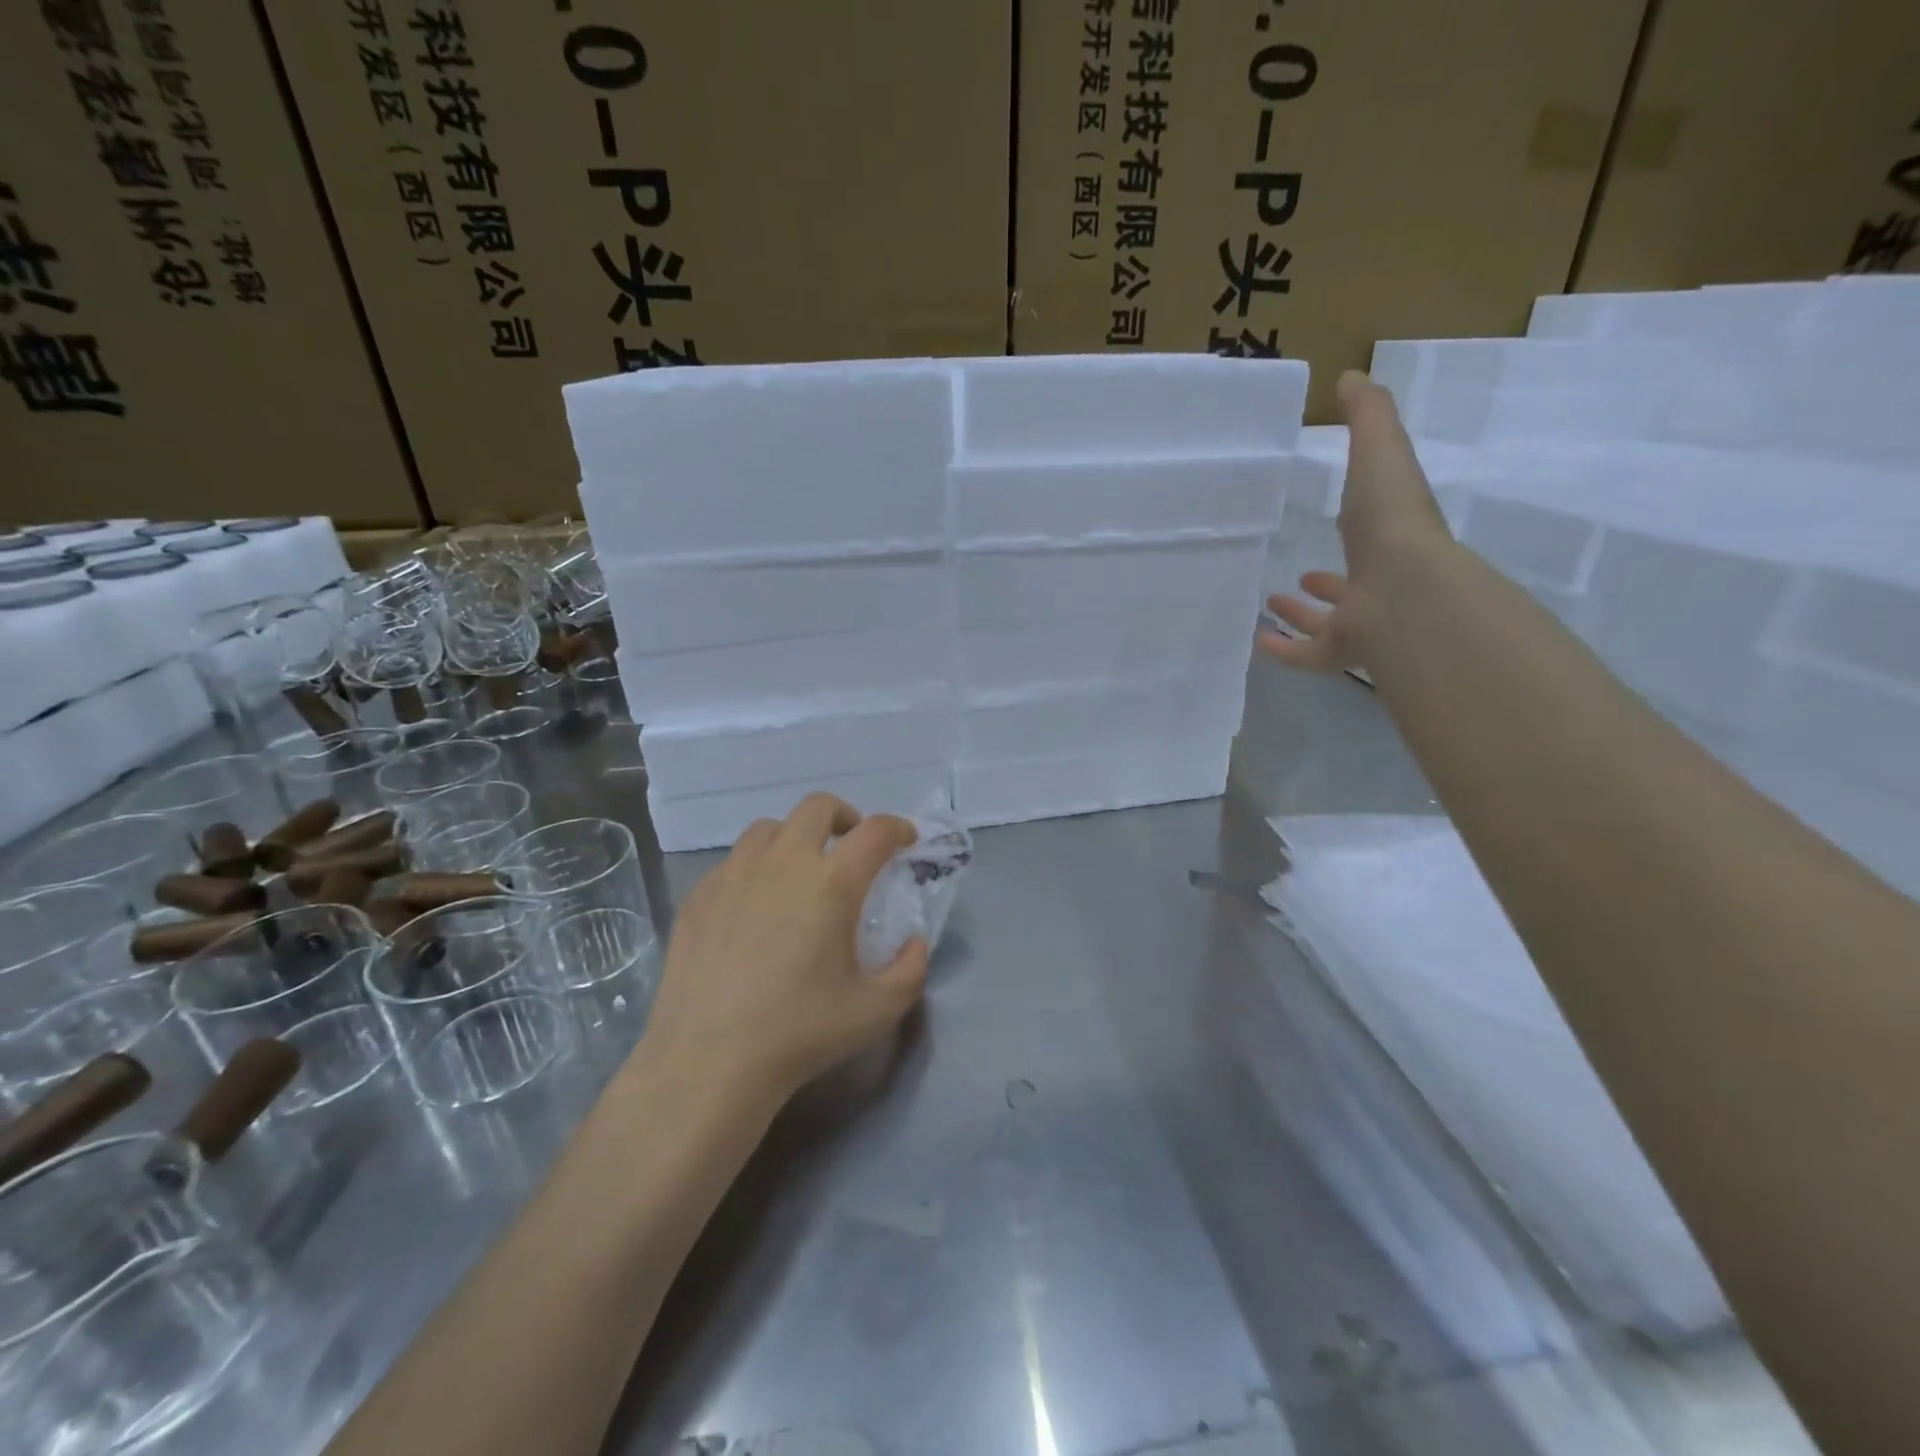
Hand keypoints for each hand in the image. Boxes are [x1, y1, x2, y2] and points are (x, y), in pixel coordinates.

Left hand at [639, 794, 928, 1106]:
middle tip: (852, 847)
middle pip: (818, 807)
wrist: (709, 1062)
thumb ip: (911, 970)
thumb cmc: (800, 1033)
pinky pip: (733, 861)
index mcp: (831, 883)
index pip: (875, 831)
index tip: (905, 842)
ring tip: (800, 870)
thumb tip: (914, 942)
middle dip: (845, 817)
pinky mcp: (699, 896)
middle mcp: (783, 864)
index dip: (898, 828)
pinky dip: (755, 868)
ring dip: (795, 837)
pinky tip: (754, 905)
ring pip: (769, 828)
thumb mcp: (876, 1011)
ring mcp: (734, 875)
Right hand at [1259, 370, 1451, 672]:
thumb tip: (1350, 377)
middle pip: (1353, 583)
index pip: (1376, 527)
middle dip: (1329, 581)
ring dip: (1305, 614)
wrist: (1404, 590)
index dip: (1359, 519)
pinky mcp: (1343, 651)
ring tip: (1274, 600)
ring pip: (1332, 622)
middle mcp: (1381, 581)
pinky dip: (1286, 650)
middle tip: (1303, 578)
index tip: (1341, 516)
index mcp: (1390, 536)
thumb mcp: (1380, 451)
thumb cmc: (1390, 520)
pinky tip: (1261, 641)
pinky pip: (1311, 655)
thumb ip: (1367, 415)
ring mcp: (1364, 620)